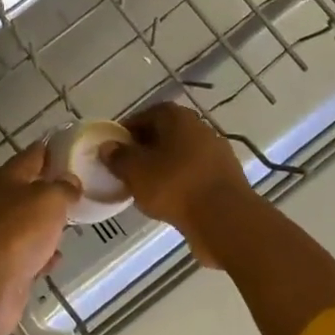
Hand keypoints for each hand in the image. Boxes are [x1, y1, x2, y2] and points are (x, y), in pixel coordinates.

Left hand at [0, 142, 78, 334]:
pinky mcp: (0, 266)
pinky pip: (26, 254)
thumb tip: (70, 182)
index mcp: (4, 178)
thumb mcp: (49, 200)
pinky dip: (40, 255)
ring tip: (71, 222)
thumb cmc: (18, 231)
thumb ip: (63, 188)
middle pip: (27, 189)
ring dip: (45, 223)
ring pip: (26, 223)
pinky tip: (56, 259)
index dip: (52, 150)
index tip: (73, 149)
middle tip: (78, 188)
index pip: (32, 155)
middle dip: (50, 188)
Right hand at [104, 102, 259, 267]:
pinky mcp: (226, 177)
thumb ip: (118, 157)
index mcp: (177, 117)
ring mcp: (217, 153)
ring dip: (163, 167)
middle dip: (145, 149)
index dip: (127, 132)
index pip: (145, 115)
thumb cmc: (174, 185)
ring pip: (181, 155)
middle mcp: (200, 127)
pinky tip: (169, 201)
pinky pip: (195, 174)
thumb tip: (108, 148)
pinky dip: (180, 182)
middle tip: (128, 169)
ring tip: (146, 188)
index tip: (115, 150)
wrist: (225, 219)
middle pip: (165, 134)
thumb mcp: (135, 171)